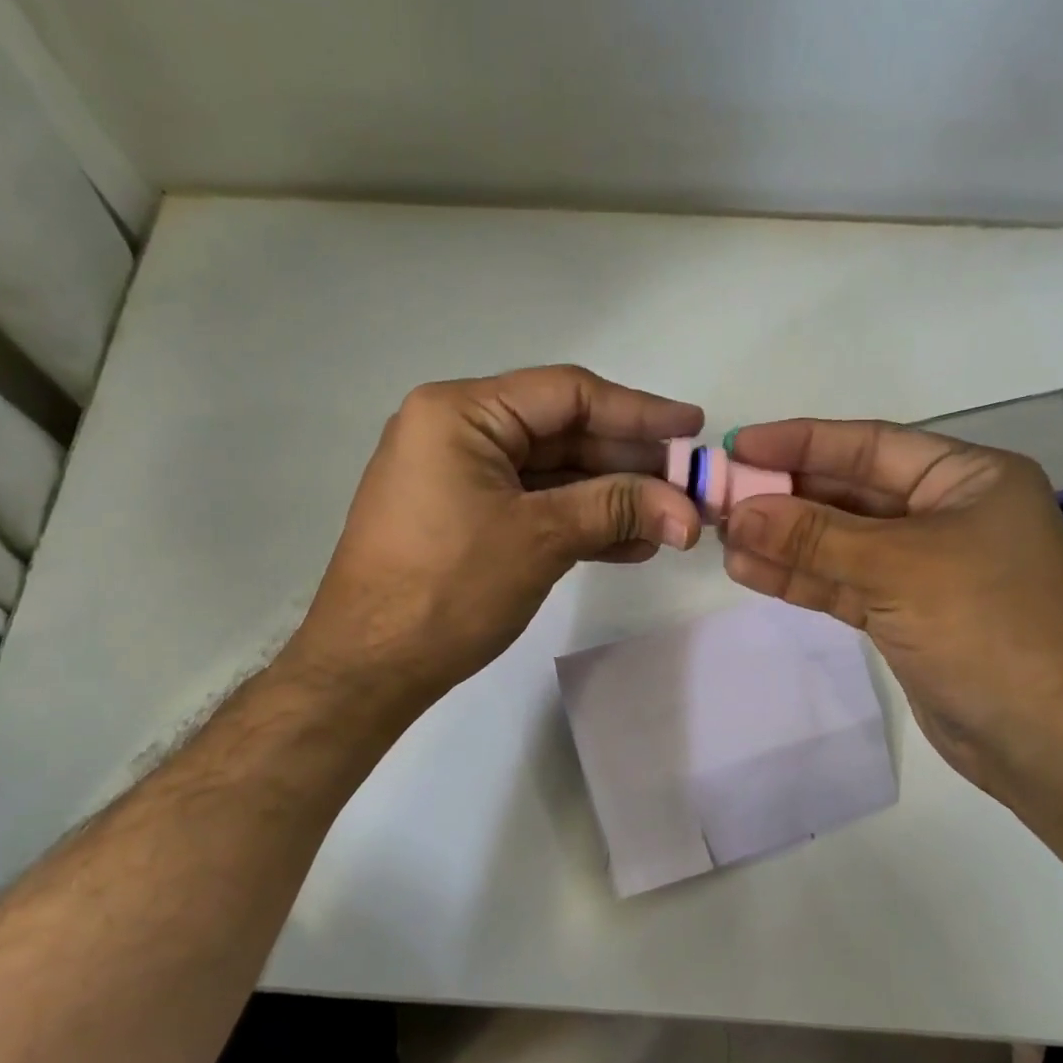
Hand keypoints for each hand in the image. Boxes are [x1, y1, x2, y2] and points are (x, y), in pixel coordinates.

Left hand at [285, 365, 702, 717]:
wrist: (369, 668)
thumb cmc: (446, 589)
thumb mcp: (540, 539)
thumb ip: (617, 509)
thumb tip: (689, 511)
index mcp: (461, 413)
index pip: (567, 394)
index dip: (637, 411)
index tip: (693, 427)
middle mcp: (456, 433)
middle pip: (562, 434)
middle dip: (629, 463)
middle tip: (689, 484)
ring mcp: (459, 479)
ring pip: (553, 476)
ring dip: (612, 498)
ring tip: (671, 520)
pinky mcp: (465, 519)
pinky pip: (534, 508)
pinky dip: (580, 523)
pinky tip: (631, 543)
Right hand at [720, 419, 1062, 799]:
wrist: (1040, 738)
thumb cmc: (985, 628)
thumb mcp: (897, 568)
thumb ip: (815, 536)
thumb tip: (740, 512)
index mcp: (968, 478)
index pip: (871, 445)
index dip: (801, 442)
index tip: (739, 445)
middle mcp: (947, 513)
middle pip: (851, 493)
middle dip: (787, 496)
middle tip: (721, 497)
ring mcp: (924, 566)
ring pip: (842, 542)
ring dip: (785, 540)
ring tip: (723, 537)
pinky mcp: (905, 612)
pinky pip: (844, 583)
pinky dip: (801, 577)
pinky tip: (749, 570)